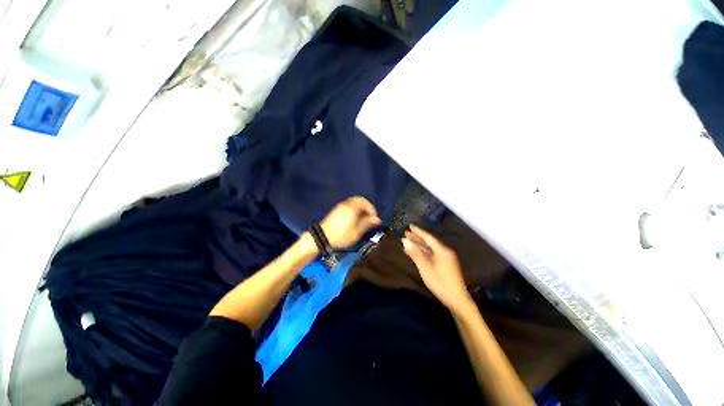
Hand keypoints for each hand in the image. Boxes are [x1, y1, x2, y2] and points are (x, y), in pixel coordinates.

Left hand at [320, 196, 381, 249]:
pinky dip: (354, 209)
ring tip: (363, 219)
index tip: (374, 218)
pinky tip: (354, 219)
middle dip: (366, 208)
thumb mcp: (356, 232)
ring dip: (360, 208)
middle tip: (369, 217)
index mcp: (352, 208)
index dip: (371, 209)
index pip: (364, 202)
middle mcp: (346, 204)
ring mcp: (340, 206)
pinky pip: (348, 205)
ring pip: (353, 202)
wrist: (322, 238)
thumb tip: (377, 219)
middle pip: (359, 200)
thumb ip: (367, 223)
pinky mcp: (336, 210)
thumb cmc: (341, 236)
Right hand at [403, 225, 472, 313]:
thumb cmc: (440, 283)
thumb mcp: (425, 268)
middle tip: (406, 233)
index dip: (418, 231)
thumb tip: (405, 241)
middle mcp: (444, 251)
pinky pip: (432, 254)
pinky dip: (423, 252)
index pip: (428, 237)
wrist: (457, 300)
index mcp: (442, 250)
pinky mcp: (445, 264)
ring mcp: (445, 258)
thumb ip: (415, 253)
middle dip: (417, 237)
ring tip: (408, 241)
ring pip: (430, 248)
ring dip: (419, 245)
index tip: (409, 226)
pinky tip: (416, 253)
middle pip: (429, 242)